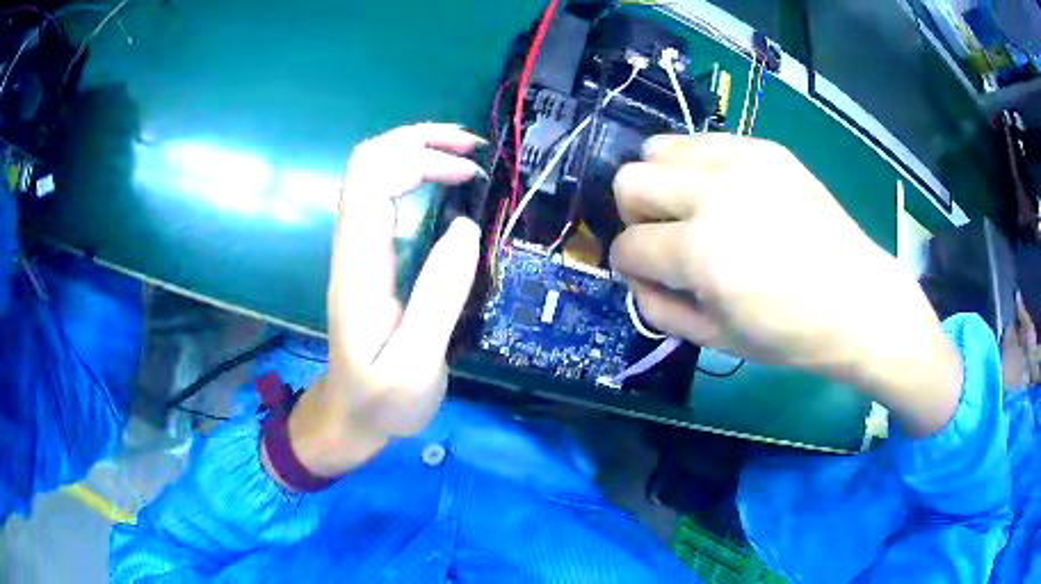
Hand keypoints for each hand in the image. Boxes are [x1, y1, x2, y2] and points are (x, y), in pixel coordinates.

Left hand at [270, 124, 483, 479]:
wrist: (350, 418)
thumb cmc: (382, 400)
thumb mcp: (416, 364)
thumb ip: (438, 297)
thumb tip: (466, 227)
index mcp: (359, 266)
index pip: (372, 180)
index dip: (420, 158)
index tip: (470, 173)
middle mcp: (352, 247)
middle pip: (367, 162)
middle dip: (418, 139)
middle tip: (473, 148)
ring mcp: (358, 249)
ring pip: (373, 173)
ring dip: (416, 151)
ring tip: (465, 156)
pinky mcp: (369, 257)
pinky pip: (383, 196)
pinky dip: (415, 174)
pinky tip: (445, 183)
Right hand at [610, 134, 960, 435]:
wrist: (858, 301)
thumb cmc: (791, 334)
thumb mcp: (716, 340)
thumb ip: (659, 307)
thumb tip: (636, 275)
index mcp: (702, 254)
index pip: (629, 245)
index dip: (629, 265)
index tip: (648, 274)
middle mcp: (714, 195)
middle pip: (631, 181)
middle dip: (634, 214)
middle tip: (663, 236)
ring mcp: (742, 162)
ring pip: (659, 148)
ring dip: (662, 181)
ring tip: (690, 207)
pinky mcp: (765, 148)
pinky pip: (703, 141)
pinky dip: (696, 165)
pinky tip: (722, 192)